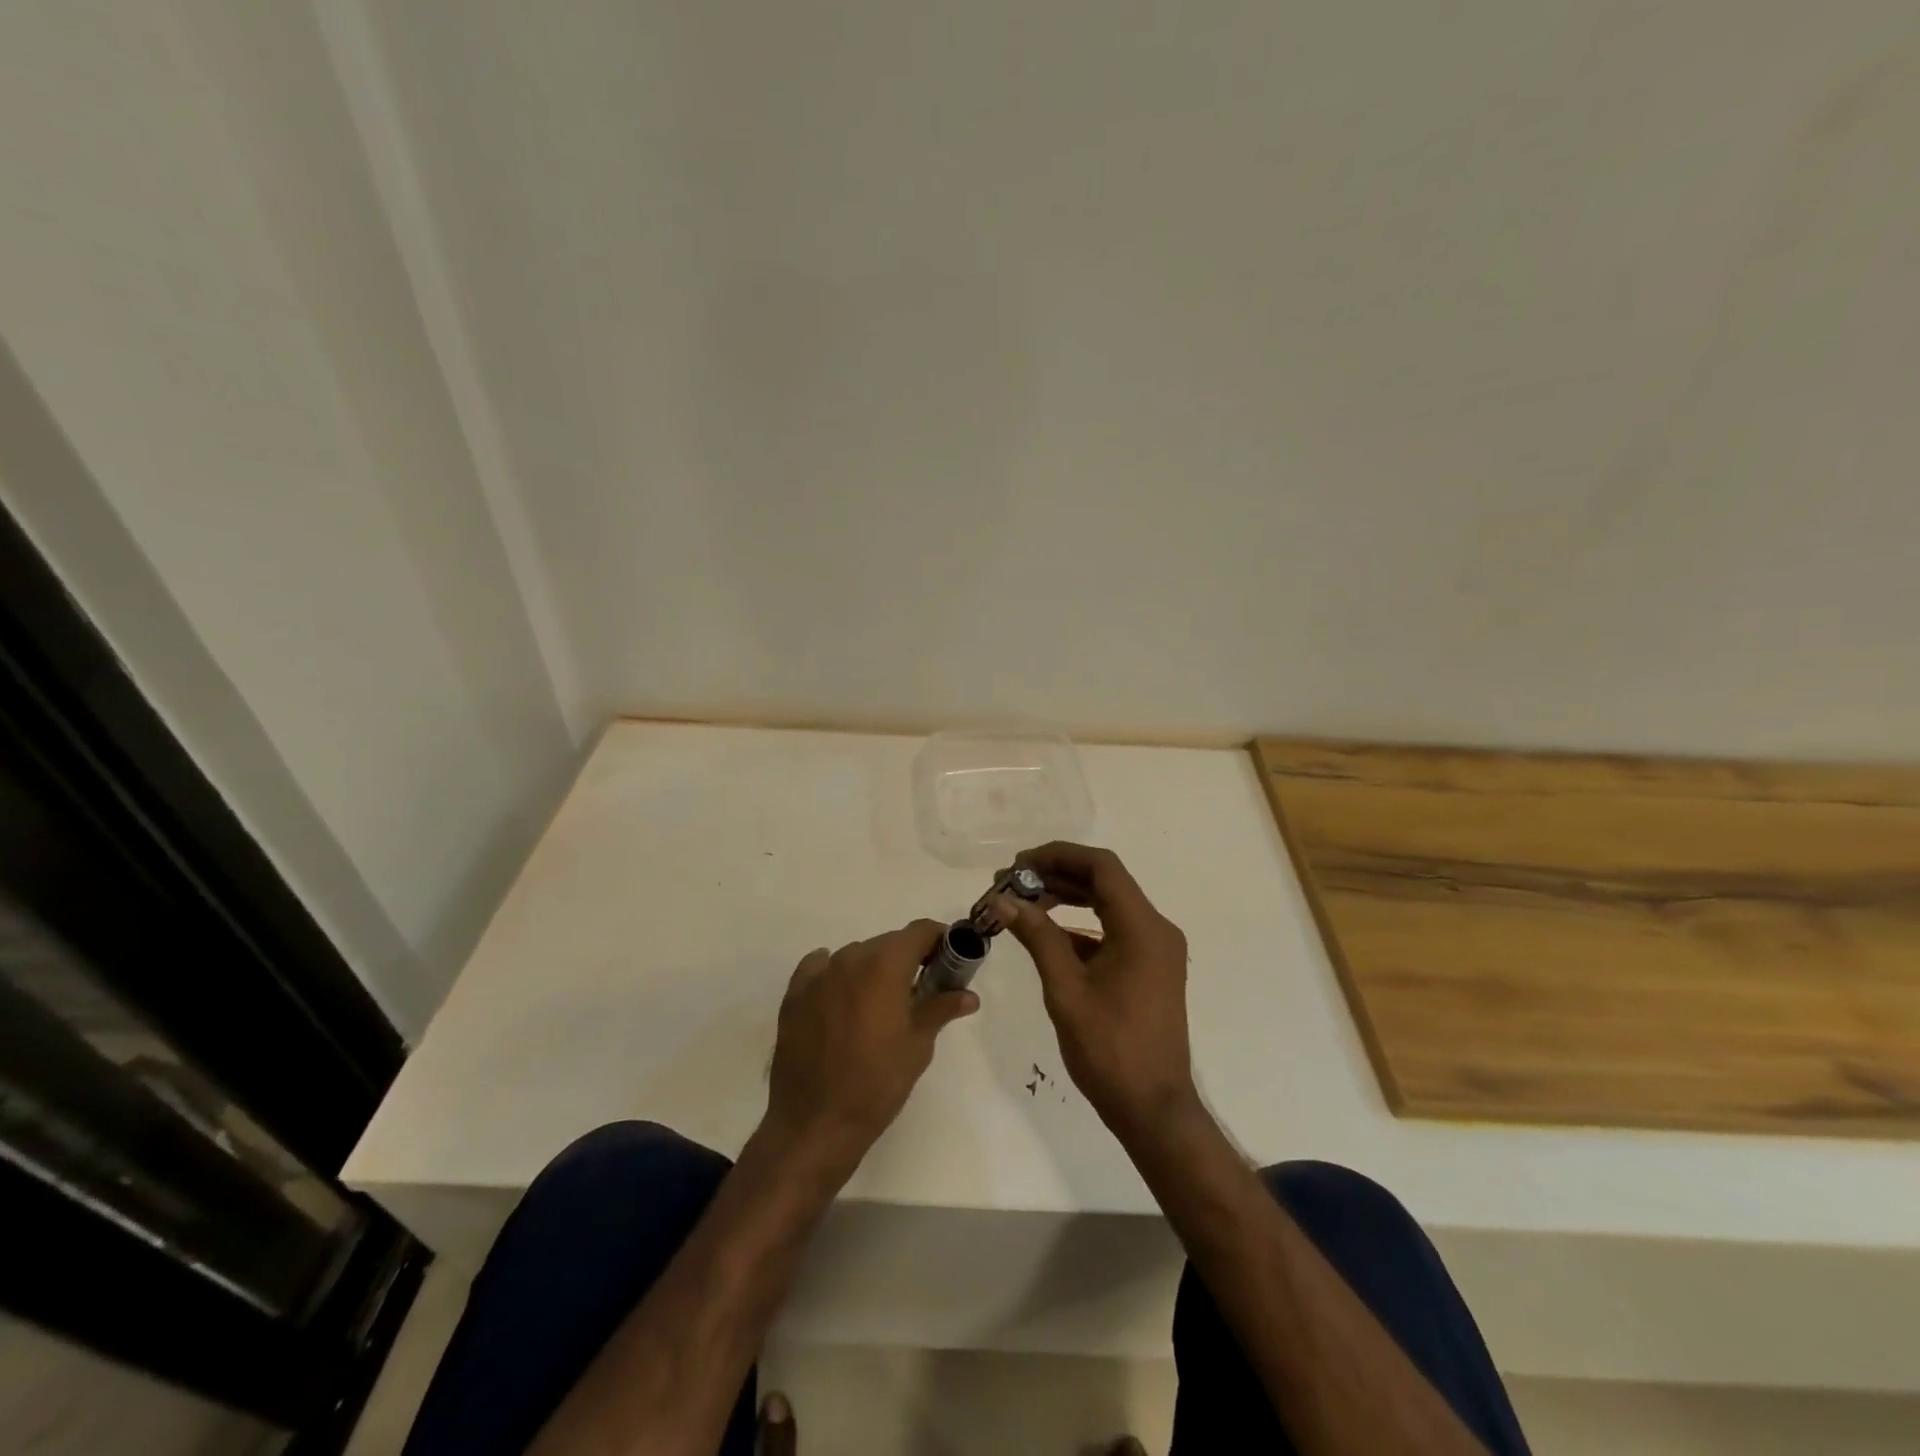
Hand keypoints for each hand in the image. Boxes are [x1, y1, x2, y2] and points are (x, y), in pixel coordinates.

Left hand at [763, 920, 977, 1179]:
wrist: (815, 1124)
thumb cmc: (877, 1084)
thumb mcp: (918, 1046)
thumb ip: (941, 1009)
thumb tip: (968, 995)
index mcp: (885, 965)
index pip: (920, 931)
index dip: (939, 940)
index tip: (950, 960)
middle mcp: (850, 958)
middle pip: (888, 943)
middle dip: (909, 958)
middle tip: (922, 989)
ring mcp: (818, 975)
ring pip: (856, 956)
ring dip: (874, 969)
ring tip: (881, 1005)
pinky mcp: (794, 994)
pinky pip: (820, 968)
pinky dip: (836, 974)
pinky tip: (842, 997)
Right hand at [1002, 843, 1196, 1141]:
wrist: (1154, 1108)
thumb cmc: (1110, 1050)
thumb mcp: (1066, 990)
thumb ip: (1037, 937)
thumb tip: (1003, 900)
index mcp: (1142, 928)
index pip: (1101, 867)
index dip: (1058, 856)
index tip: (1019, 864)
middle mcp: (1155, 929)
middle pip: (1105, 881)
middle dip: (1057, 875)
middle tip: (1012, 883)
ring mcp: (1155, 949)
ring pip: (1108, 903)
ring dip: (1067, 897)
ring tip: (1023, 902)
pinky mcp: (1149, 967)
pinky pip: (1113, 930)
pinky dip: (1080, 925)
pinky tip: (1046, 933)